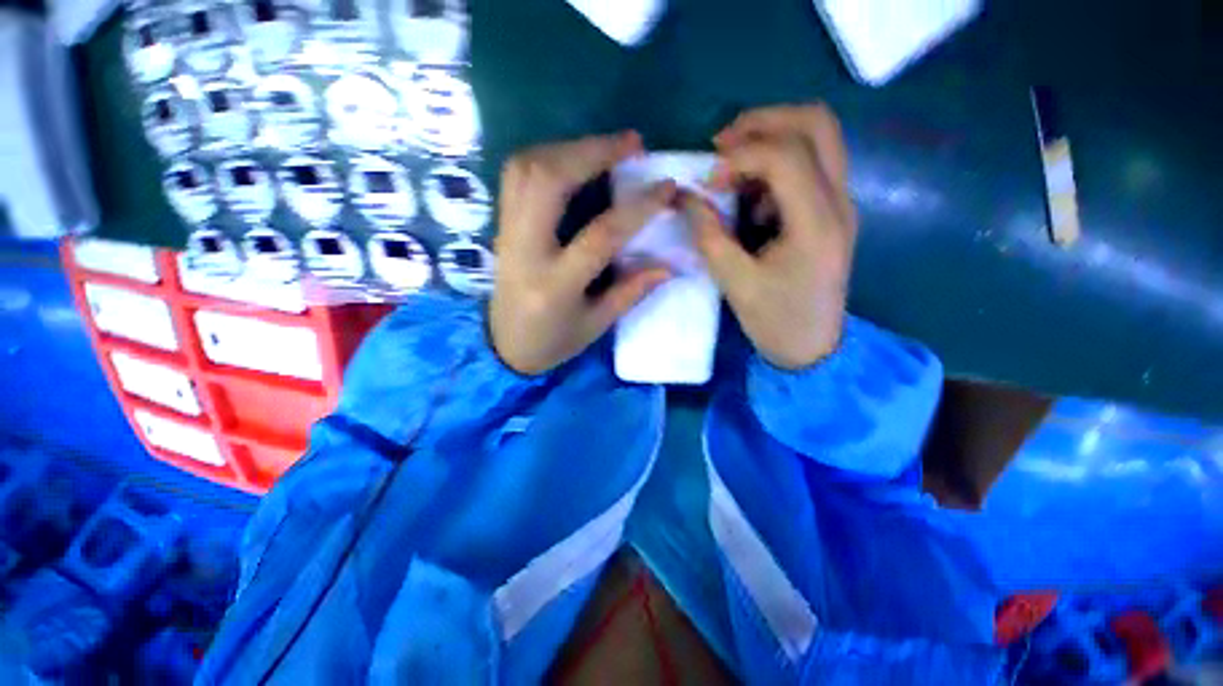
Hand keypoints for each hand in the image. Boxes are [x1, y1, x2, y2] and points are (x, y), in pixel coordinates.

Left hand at [491, 132, 676, 374]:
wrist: (504, 346)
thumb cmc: (553, 342)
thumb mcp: (596, 325)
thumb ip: (630, 292)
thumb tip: (668, 265)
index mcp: (555, 285)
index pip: (600, 236)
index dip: (638, 208)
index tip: (666, 187)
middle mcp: (525, 251)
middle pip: (550, 181)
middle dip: (594, 152)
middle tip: (633, 143)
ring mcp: (507, 233)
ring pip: (527, 168)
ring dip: (570, 148)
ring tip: (606, 147)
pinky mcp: (501, 225)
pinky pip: (516, 175)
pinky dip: (547, 155)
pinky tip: (572, 159)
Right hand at [686, 104, 857, 369]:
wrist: (814, 346)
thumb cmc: (775, 320)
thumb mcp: (735, 282)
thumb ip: (708, 235)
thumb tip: (685, 196)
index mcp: (816, 223)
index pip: (786, 155)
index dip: (741, 155)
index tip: (709, 179)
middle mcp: (839, 201)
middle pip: (815, 123)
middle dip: (762, 122)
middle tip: (721, 146)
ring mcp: (840, 202)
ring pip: (817, 136)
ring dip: (770, 140)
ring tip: (733, 170)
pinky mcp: (831, 210)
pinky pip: (810, 163)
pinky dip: (775, 165)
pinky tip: (751, 196)